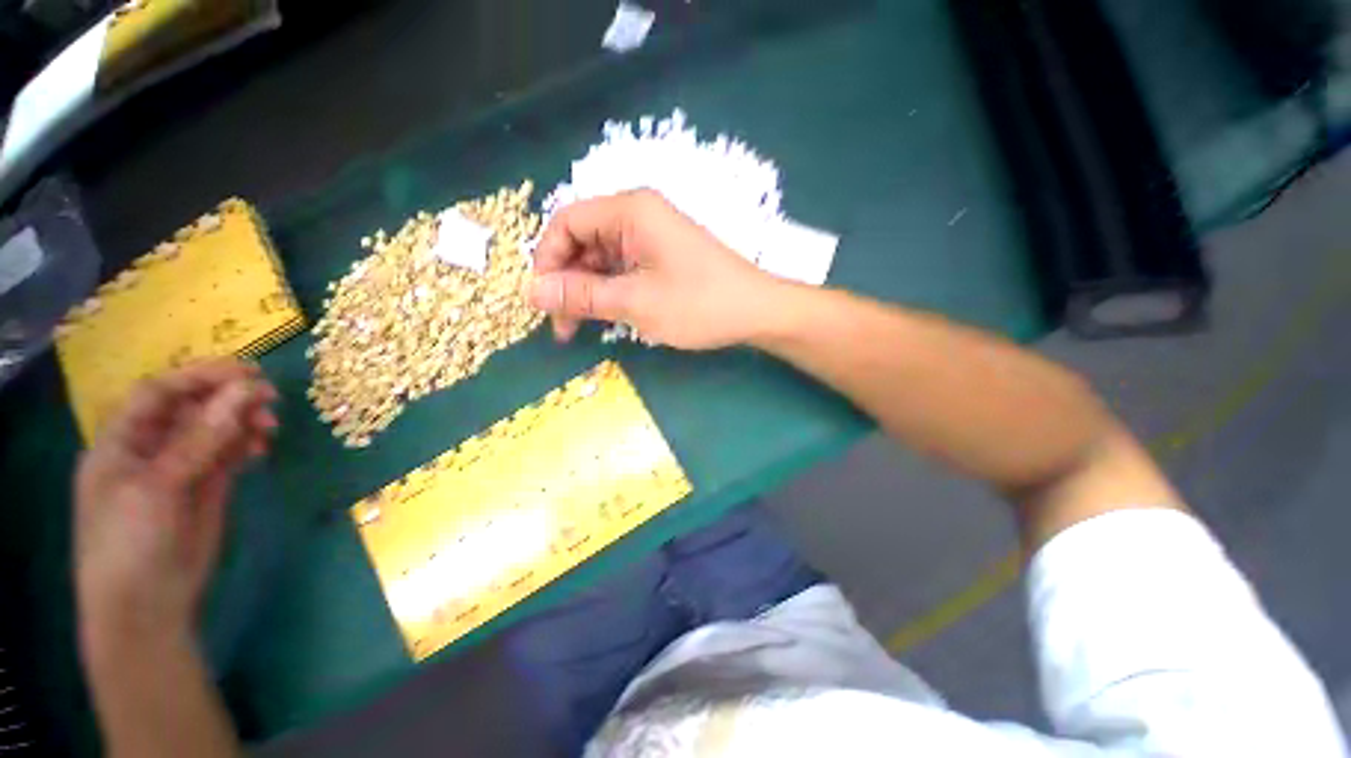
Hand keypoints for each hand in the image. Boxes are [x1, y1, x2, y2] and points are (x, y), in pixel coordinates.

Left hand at [75, 359, 277, 655]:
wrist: (147, 606)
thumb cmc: (132, 542)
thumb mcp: (160, 487)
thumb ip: (201, 439)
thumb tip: (246, 390)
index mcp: (122, 442)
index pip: (160, 393)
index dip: (200, 377)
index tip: (248, 372)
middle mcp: (150, 448)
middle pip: (191, 408)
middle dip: (229, 398)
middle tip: (270, 397)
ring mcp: (180, 468)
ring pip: (215, 429)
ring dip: (243, 421)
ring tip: (269, 427)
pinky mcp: (206, 486)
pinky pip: (228, 453)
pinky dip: (246, 444)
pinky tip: (261, 446)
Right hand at [528, 189, 780, 348]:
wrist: (755, 311)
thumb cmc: (698, 304)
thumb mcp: (635, 302)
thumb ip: (582, 295)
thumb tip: (531, 292)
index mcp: (629, 211)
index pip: (566, 223)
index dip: (547, 260)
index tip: (544, 301)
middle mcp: (637, 215)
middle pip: (582, 241)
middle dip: (567, 281)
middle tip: (562, 324)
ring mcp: (651, 236)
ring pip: (601, 258)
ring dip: (586, 291)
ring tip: (581, 328)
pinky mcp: (660, 257)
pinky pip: (622, 268)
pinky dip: (609, 291)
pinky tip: (607, 315)